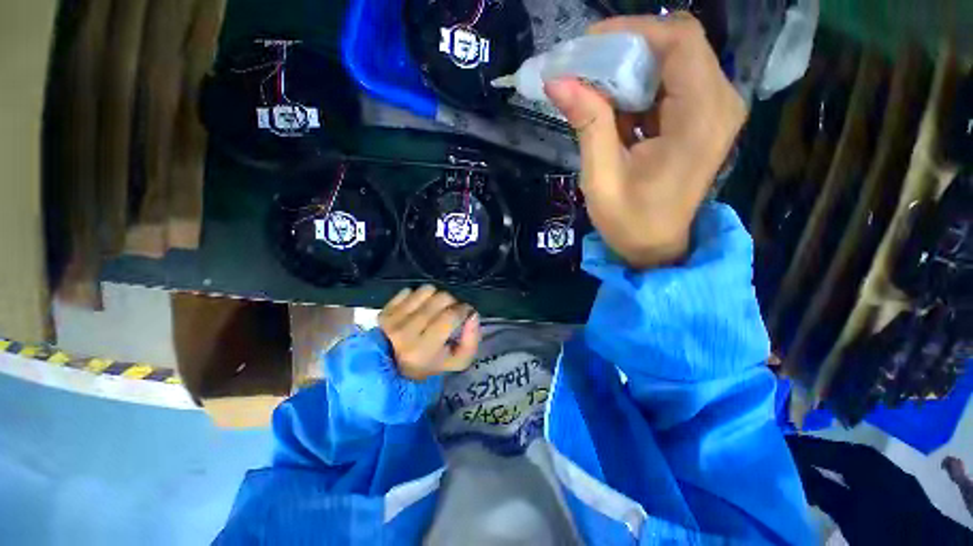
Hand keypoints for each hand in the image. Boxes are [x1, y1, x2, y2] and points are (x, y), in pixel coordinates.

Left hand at [378, 285, 480, 380]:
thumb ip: (471, 341)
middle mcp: (407, 331)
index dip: (464, 309)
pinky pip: (409, 290)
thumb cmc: (428, 364)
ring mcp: (394, 319)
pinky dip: (418, 296)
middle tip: (451, 311)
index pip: (451, 316)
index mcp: (424, 349)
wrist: (391, 367)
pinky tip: (418, 308)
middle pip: (441, 298)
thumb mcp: (456, 362)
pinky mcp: (385, 310)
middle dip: (452, 302)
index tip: (466, 312)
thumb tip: (474, 314)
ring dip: (436, 296)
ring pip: (426, 290)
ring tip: (435, 307)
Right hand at [545, 13, 745, 268]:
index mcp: (701, 117)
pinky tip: (613, 106)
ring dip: (631, 68)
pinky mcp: (703, 117)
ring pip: (674, 61)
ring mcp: (714, 109)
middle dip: (627, 49)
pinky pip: (673, 83)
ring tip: (593, 88)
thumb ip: (588, 124)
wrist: (656, 246)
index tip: (589, 43)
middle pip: (678, 46)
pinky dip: (640, 86)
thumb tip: (557, 80)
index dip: (633, 31)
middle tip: (585, 67)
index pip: (679, 41)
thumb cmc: (630, 221)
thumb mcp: (602, 177)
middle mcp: (719, 103)